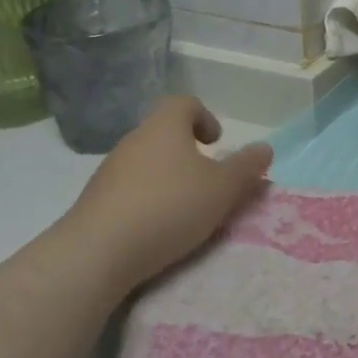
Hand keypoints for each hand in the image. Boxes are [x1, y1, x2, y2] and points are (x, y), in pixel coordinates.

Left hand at [61, 96, 272, 294]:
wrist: (96, 254)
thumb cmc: (169, 207)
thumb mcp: (223, 188)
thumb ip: (247, 167)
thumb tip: (264, 149)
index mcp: (164, 127)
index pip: (184, 103)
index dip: (204, 117)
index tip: (217, 143)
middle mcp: (134, 141)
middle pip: (164, 133)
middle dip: (188, 152)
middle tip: (209, 179)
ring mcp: (109, 172)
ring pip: (146, 163)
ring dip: (167, 178)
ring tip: (185, 209)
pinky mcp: (94, 203)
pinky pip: (128, 191)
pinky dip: (146, 201)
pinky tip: (157, 229)